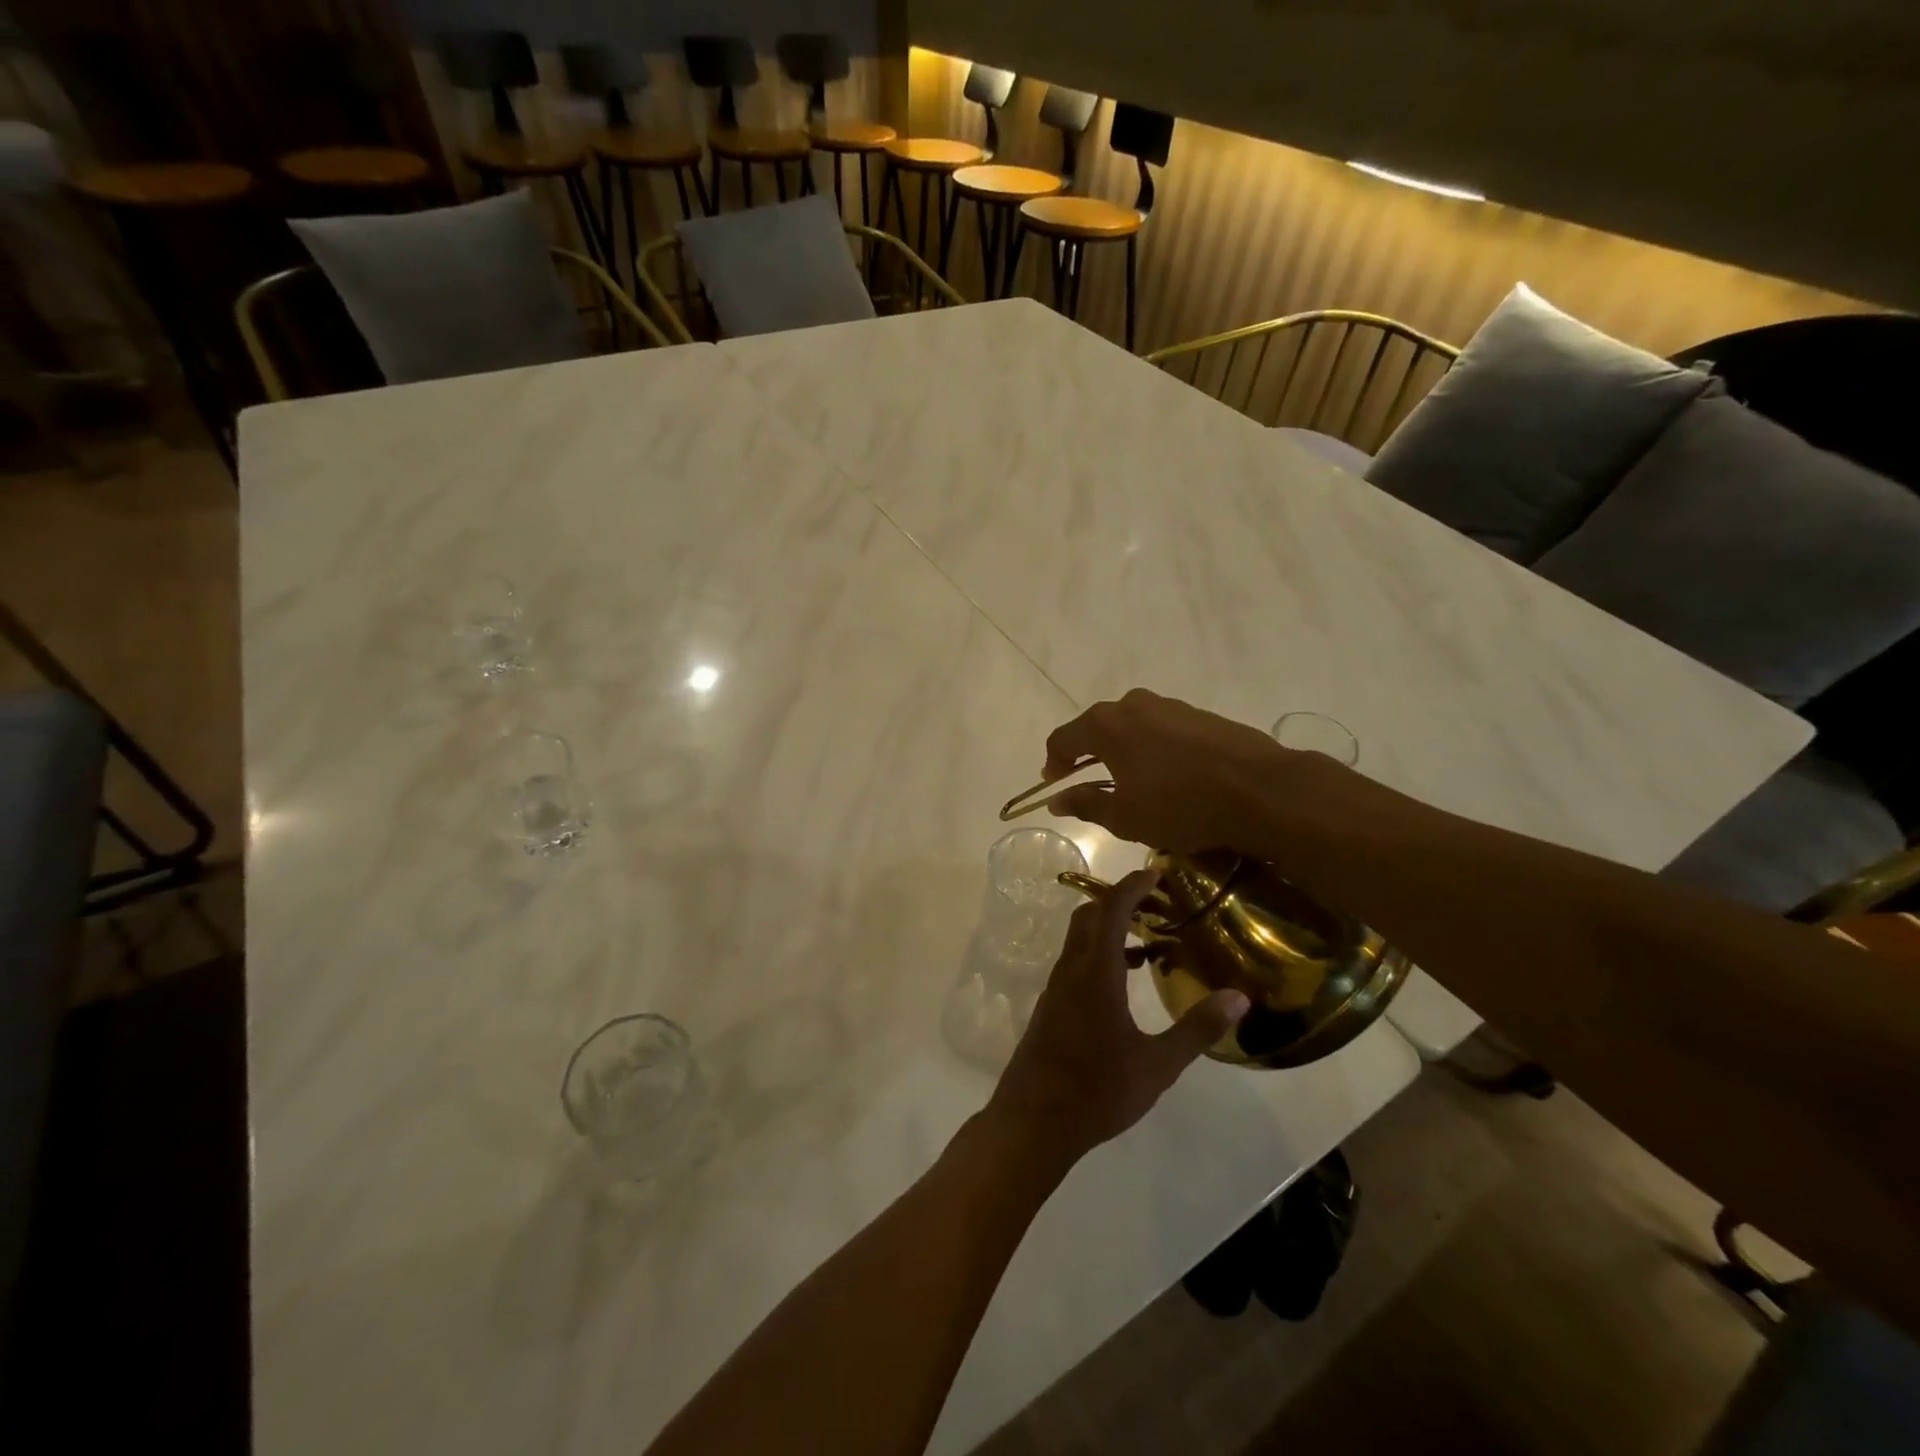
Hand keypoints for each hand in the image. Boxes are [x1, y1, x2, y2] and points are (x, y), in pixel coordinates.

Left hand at [985, 870, 1249, 1167]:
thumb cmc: (1098, 1091)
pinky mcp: (1051, 1007)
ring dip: (1109, 930)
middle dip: (1119, 901)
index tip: (1155, 873)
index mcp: (1095, 973)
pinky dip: (1100, 955)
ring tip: (1150, 942)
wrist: (1034, 1121)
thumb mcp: (1157, 1065)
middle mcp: (1071, 970)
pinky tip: (1125, 983)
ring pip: (1080, 941)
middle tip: (1156, 903)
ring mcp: (1056, 988)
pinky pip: (1076, 963)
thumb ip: (1197, 1029)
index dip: (1131, 886)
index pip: (1111, 910)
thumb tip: (1240, 997)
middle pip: (1089, 917)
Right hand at [1039, 688, 1291, 850]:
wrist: (1260, 789)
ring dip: (1122, 749)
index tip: (1055, 784)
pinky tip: (1166, 774)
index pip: (1063, 739)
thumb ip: (1085, 804)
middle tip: (1088, 783)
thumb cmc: (1180, 805)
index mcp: (1106, 726)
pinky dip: (1152, 748)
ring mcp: (1169, 706)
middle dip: (1087, 754)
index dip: (1054, 763)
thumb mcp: (1125, 817)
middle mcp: (1132, 705)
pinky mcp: (1199, 714)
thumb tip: (1057, 800)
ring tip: (1130, 780)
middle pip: (1096, 727)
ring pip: (1131, 726)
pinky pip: (1161, 729)